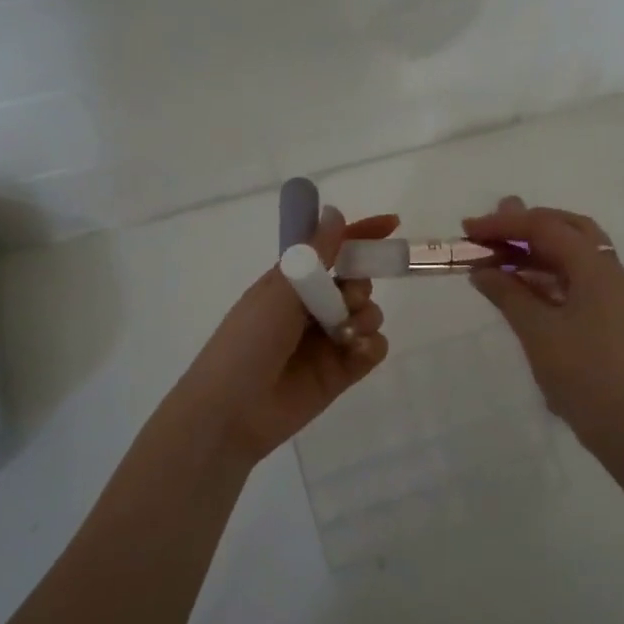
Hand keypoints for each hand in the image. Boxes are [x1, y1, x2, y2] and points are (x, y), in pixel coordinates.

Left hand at [173, 206, 396, 467]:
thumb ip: (315, 253)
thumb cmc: (246, 342)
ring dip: (366, 315)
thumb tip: (334, 211)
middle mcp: (312, 308)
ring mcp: (328, 342)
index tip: (392, 225)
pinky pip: (373, 349)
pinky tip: (357, 350)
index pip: (332, 249)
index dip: (360, 235)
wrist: (231, 412)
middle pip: (357, 281)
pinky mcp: (341, 373)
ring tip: (346, 332)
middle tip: (348, 296)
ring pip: (369, 314)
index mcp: (292, 283)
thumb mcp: (279, 290)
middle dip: (361, 282)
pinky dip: (371, 345)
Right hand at [464, 197, 623, 446]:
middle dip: (527, 225)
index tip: (469, 229)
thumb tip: (481, 270)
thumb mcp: (537, 330)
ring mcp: (611, 292)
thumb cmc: (581, 373)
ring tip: (500, 252)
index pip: (546, 227)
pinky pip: (575, 277)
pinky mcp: (607, 313)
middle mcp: (608, 270)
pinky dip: (547, 271)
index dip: (505, 225)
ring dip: (537, 247)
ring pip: (573, 252)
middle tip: (492, 230)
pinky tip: (522, 283)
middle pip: (567, 228)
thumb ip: (508, 293)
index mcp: (595, 267)